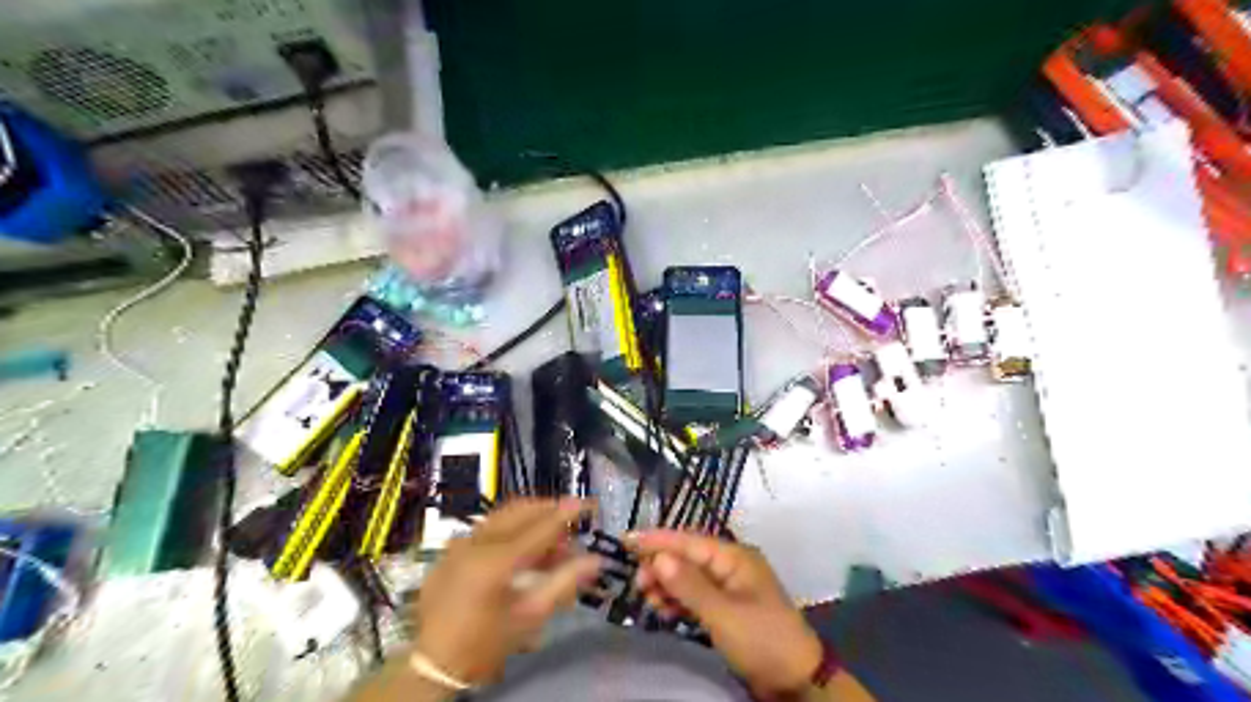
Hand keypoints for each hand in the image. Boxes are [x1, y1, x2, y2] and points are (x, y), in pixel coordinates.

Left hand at [411, 499, 601, 685]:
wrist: (434, 663)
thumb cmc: (486, 644)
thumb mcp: (530, 616)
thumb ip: (564, 582)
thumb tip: (596, 560)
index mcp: (497, 561)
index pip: (542, 527)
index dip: (568, 513)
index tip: (589, 503)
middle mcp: (477, 542)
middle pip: (521, 511)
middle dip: (549, 509)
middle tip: (571, 517)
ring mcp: (460, 543)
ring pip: (502, 515)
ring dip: (530, 517)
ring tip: (550, 535)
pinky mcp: (450, 550)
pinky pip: (485, 527)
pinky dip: (509, 527)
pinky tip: (520, 546)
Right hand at [631, 533, 828, 696]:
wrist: (796, 681)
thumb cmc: (762, 639)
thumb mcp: (723, 614)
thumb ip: (689, 585)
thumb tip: (658, 557)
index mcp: (735, 557)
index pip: (689, 541)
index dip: (658, 540)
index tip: (626, 540)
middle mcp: (730, 565)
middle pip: (687, 557)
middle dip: (660, 566)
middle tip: (637, 583)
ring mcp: (728, 587)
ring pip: (688, 577)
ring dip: (667, 585)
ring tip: (648, 599)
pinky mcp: (725, 608)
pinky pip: (695, 596)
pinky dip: (678, 600)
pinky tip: (663, 609)